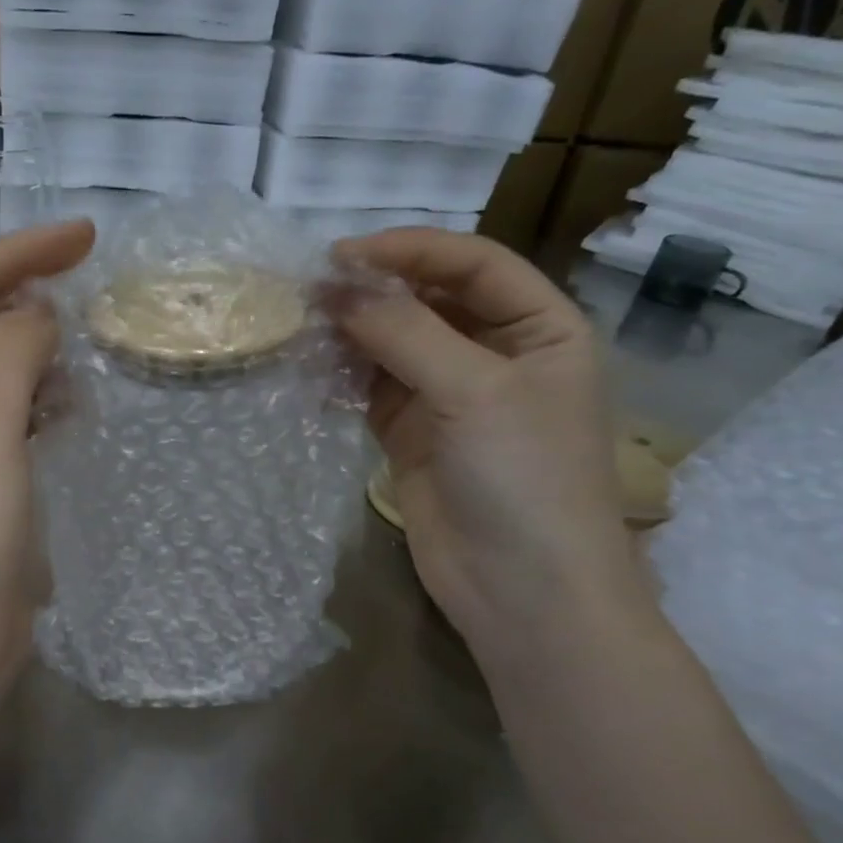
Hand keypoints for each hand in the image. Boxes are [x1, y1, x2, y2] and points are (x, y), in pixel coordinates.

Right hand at [329, 229, 647, 639]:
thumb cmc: (524, 478)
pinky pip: (374, 391)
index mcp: (540, 328)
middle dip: (373, 293)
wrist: (523, 591)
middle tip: (309, 291)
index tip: (343, 255)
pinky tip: (313, 371)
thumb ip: (404, 333)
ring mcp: (451, 398)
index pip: (472, 265)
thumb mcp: (473, 391)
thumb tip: (337, 288)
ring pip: (394, 346)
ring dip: (352, 335)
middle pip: (428, 302)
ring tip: (302, 327)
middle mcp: (496, 355)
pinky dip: (345, 378)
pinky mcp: (413, 437)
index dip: (411, 251)